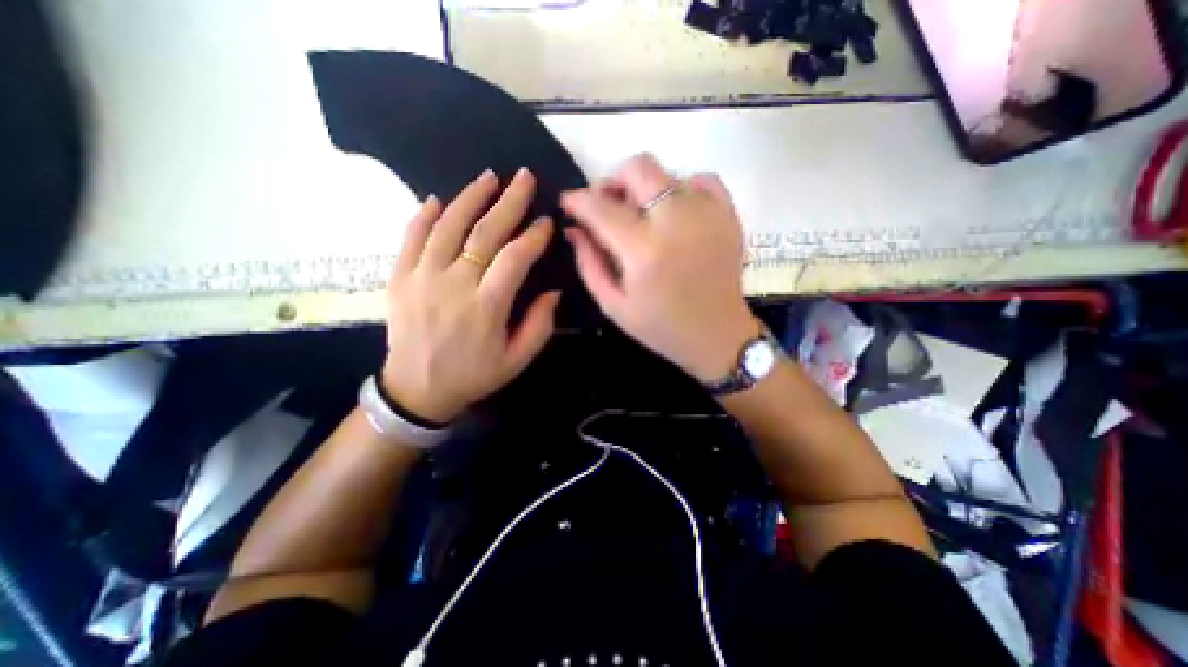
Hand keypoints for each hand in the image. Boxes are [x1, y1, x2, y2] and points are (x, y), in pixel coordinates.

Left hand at [383, 168, 560, 423]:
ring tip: (489, 178)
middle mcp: (454, 285)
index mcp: (486, 307)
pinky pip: (410, 238)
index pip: (515, 258)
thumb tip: (554, 291)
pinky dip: (424, 216)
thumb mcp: (517, 360)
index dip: (534, 236)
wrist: (416, 390)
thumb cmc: (474, 375)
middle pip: (484, 233)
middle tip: (524, 178)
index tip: (546, 222)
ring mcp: (422, 278)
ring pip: (447, 226)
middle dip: (509, 202)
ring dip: (470, 198)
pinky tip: (437, 200)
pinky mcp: (399, 278)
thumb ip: (540, 325)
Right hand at [562, 151, 754, 379]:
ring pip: (666, 173)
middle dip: (612, 181)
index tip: (568, 203)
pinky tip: (675, 210)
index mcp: (644, 251)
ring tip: (641, 216)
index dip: (577, 200)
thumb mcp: (613, 305)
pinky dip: (683, 187)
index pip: (600, 208)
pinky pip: (703, 180)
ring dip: (645, 188)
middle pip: (638, 169)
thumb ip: (588, 264)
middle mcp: (676, 221)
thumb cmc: (661, 327)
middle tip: (607, 206)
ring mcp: (707, 213)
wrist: (716, 336)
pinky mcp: (728, 215)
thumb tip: (574, 229)